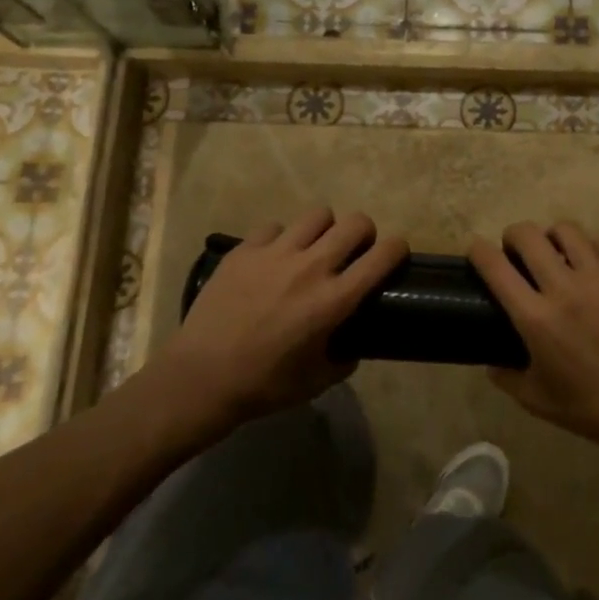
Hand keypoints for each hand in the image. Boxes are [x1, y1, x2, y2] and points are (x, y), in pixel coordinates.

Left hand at [153, 207, 405, 443]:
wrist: (201, 377)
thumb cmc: (264, 385)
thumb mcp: (317, 381)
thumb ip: (344, 357)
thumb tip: (352, 342)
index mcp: (334, 301)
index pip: (382, 256)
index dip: (397, 248)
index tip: (395, 253)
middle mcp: (311, 268)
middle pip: (355, 223)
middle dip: (364, 232)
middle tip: (355, 249)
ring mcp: (275, 253)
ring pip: (317, 215)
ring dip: (324, 229)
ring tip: (314, 247)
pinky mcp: (245, 249)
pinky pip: (274, 227)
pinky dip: (281, 239)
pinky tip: (273, 258)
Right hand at [470, 221, 598, 461]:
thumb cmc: (588, 407)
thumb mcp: (534, 399)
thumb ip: (504, 375)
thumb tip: (489, 359)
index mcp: (536, 319)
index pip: (496, 268)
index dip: (478, 251)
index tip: (476, 250)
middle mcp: (565, 289)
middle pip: (528, 236)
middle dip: (513, 236)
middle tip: (515, 249)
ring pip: (566, 231)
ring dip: (551, 237)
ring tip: (554, 251)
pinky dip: (587, 246)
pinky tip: (588, 261)